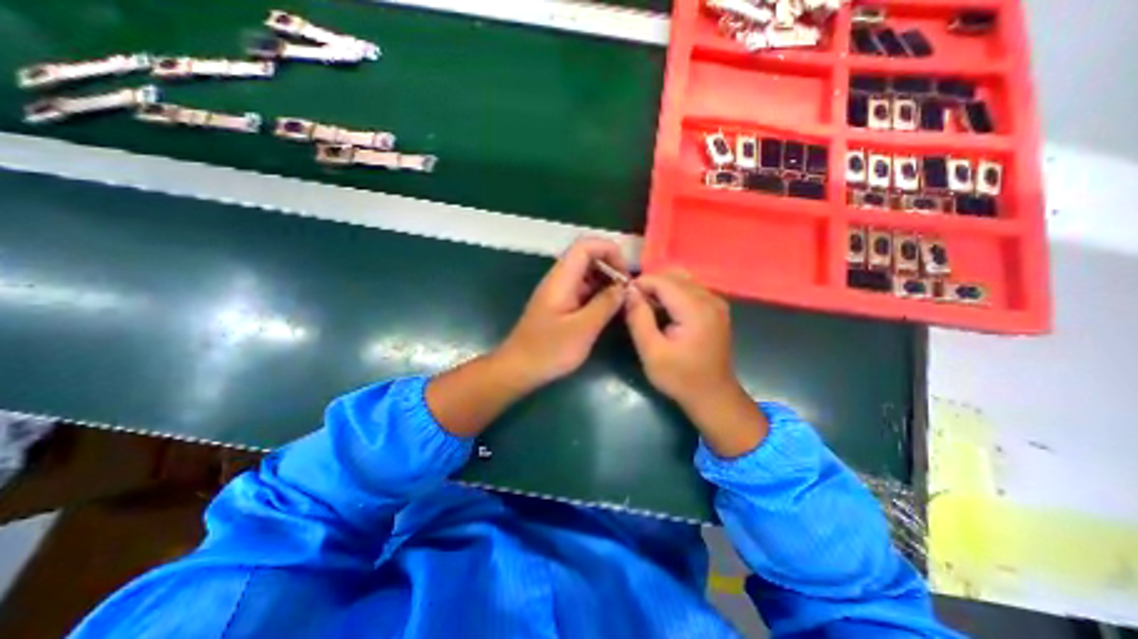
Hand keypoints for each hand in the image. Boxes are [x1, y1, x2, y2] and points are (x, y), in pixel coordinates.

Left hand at [493, 237, 626, 388]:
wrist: (519, 368)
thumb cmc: (549, 350)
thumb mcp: (583, 328)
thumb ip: (605, 304)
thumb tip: (625, 287)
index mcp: (561, 279)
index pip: (585, 246)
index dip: (609, 251)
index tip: (625, 275)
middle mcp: (559, 280)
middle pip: (587, 258)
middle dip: (611, 268)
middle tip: (627, 291)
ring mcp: (559, 292)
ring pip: (587, 275)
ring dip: (606, 283)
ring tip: (622, 302)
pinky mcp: (560, 305)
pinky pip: (583, 291)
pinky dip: (598, 295)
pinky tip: (609, 311)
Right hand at [622, 269, 761, 458]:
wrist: (713, 396)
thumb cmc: (680, 377)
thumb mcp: (651, 351)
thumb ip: (639, 318)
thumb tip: (628, 291)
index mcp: (695, 308)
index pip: (662, 280)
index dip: (640, 284)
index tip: (624, 297)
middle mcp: (710, 298)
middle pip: (673, 276)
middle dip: (650, 285)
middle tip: (634, 305)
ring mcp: (716, 302)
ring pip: (682, 280)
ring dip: (661, 288)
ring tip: (647, 308)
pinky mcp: (716, 309)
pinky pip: (690, 289)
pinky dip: (673, 294)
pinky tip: (664, 312)